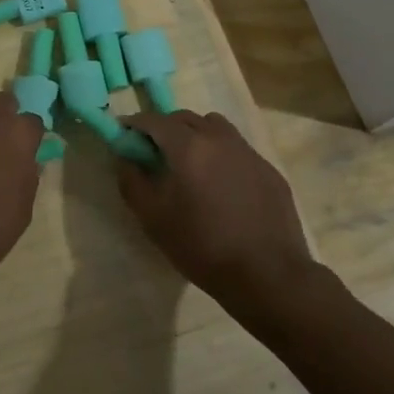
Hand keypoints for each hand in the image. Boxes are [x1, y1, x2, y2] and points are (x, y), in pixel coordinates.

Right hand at [115, 110, 318, 311]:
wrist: (267, 275)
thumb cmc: (202, 245)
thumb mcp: (153, 218)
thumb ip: (132, 181)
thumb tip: (125, 158)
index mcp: (188, 146)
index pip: (154, 120)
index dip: (135, 124)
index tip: (125, 135)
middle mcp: (219, 138)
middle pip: (185, 118)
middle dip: (165, 128)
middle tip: (154, 153)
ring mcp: (248, 152)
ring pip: (215, 128)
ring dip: (196, 135)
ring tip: (190, 164)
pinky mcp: (269, 170)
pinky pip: (238, 149)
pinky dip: (221, 155)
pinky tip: (221, 185)